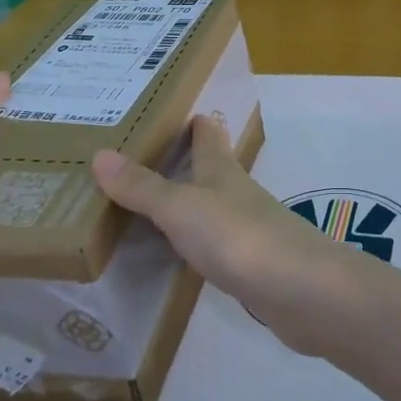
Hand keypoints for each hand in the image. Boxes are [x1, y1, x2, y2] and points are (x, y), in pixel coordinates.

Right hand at [91, 116, 372, 353]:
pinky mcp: (254, 266)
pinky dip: (198, 241)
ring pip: (215, 206)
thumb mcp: (181, 208)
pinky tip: (184, 252)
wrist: (300, 290)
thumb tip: (100, 154)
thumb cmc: (238, 237)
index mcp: (222, 171)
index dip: (194, 122)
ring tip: (157, 202)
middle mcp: (237, 193)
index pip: (208, 135)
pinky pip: (218, 244)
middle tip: (148, 156)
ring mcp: (249, 230)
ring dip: (192, 201)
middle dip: (187, 160)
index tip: (173, 110)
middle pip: (213, 169)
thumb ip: (143, 187)